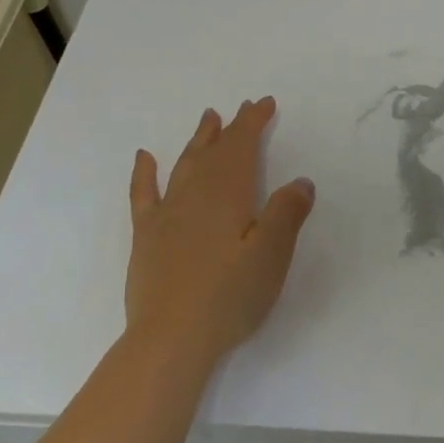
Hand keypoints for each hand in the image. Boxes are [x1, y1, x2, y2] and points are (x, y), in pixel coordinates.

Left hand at [125, 98, 315, 364]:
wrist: (171, 339)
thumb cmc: (230, 296)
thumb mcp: (272, 255)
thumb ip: (286, 213)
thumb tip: (299, 181)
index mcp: (228, 195)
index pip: (242, 147)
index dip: (253, 123)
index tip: (265, 103)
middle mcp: (194, 195)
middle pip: (214, 152)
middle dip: (231, 128)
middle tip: (243, 108)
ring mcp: (166, 215)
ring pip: (184, 166)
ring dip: (198, 141)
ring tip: (208, 119)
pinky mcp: (147, 238)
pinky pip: (144, 194)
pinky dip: (145, 173)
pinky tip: (145, 158)